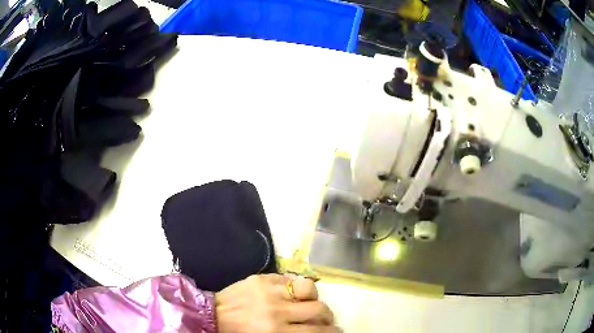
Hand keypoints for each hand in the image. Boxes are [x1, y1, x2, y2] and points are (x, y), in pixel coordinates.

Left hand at [215, 274, 336, 332]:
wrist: (211, 315)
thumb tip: (314, 330)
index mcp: (277, 332)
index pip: (317, 331)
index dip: (332, 331)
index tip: (336, 331)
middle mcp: (277, 311)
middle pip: (318, 309)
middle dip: (327, 316)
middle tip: (326, 319)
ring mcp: (269, 291)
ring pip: (308, 288)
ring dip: (314, 297)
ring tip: (311, 302)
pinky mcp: (262, 278)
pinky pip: (289, 278)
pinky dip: (296, 286)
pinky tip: (293, 292)